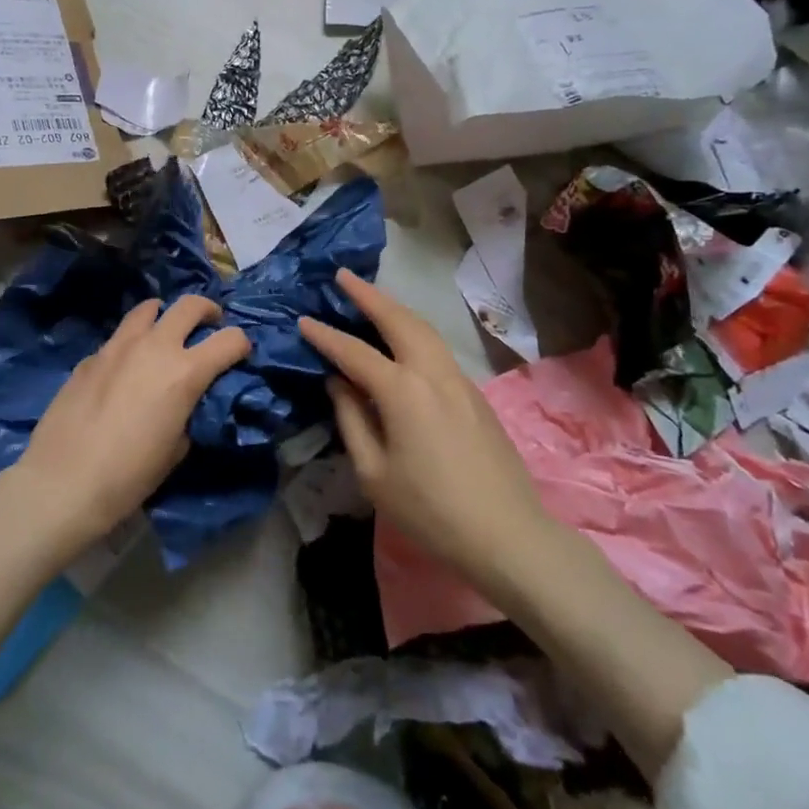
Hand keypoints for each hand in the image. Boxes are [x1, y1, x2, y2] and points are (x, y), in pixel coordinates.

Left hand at [14, 295, 250, 562]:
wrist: (63, 482)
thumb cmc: (129, 476)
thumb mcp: (176, 449)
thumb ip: (189, 412)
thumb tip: (186, 401)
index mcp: (185, 371)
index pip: (230, 339)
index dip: (241, 344)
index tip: (240, 354)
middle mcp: (155, 346)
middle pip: (190, 304)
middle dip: (208, 310)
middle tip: (209, 325)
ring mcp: (118, 346)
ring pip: (148, 308)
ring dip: (164, 316)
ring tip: (164, 334)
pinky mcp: (90, 356)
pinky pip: (118, 337)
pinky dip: (131, 343)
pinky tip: (124, 369)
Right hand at [298, 270, 546, 595]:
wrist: (506, 533)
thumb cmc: (430, 510)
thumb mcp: (373, 473)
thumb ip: (351, 419)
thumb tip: (338, 382)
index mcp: (402, 391)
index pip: (354, 352)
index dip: (325, 336)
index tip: (303, 319)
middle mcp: (432, 372)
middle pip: (398, 320)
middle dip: (368, 294)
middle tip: (343, 275)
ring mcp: (459, 379)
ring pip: (424, 328)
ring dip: (394, 307)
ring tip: (371, 297)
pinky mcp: (474, 393)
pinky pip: (437, 347)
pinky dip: (413, 330)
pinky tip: (402, 338)